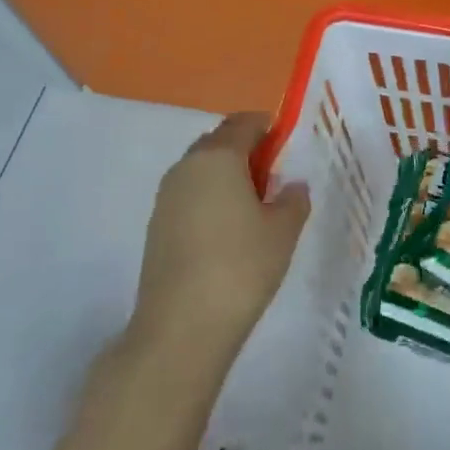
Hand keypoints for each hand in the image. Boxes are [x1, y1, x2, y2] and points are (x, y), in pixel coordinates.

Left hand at [131, 113, 310, 364]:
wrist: (181, 327)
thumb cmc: (241, 267)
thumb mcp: (283, 231)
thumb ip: (293, 200)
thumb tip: (293, 186)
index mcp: (218, 156)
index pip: (244, 123)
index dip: (268, 127)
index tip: (287, 144)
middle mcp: (186, 167)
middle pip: (219, 142)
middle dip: (246, 150)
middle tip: (274, 177)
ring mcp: (166, 197)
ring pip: (201, 170)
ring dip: (226, 176)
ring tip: (253, 208)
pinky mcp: (156, 226)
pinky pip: (189, 196)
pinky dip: (210, 200)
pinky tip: (228, 232)